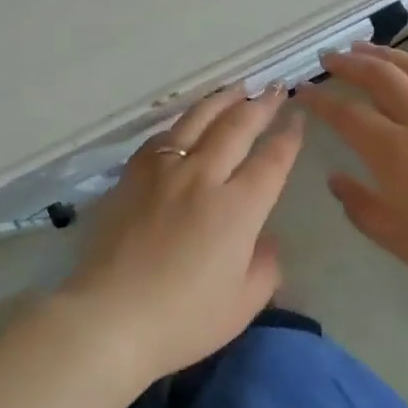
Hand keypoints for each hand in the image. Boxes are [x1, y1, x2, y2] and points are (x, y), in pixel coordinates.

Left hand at [61, 85, 303, 383]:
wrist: (109, 317)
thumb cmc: (182, 319)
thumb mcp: (242, 304)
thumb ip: (265, 267)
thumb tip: (266, 239)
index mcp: (237, 208)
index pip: (271, 160)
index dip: (288, 136)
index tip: (298, 118)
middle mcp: (203, 176)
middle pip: (238, 127)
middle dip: (261, 105)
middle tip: (275, 88)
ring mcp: (165, 170)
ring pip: (199, 120)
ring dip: (223, 100)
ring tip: (239, 88)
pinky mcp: (133, 174)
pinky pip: (162, 136)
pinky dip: (183, 121)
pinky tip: (188, 120)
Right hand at [306, 42, 407, 294]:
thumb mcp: (398, 238)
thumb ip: (360, 206)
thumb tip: (335, 179)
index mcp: (395, 152)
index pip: (346, 115)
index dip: (320, 100)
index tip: (303, 90)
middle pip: (380, 77)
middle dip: (349, 64)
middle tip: (329, 57)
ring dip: (386, 54)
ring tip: (365, 47)